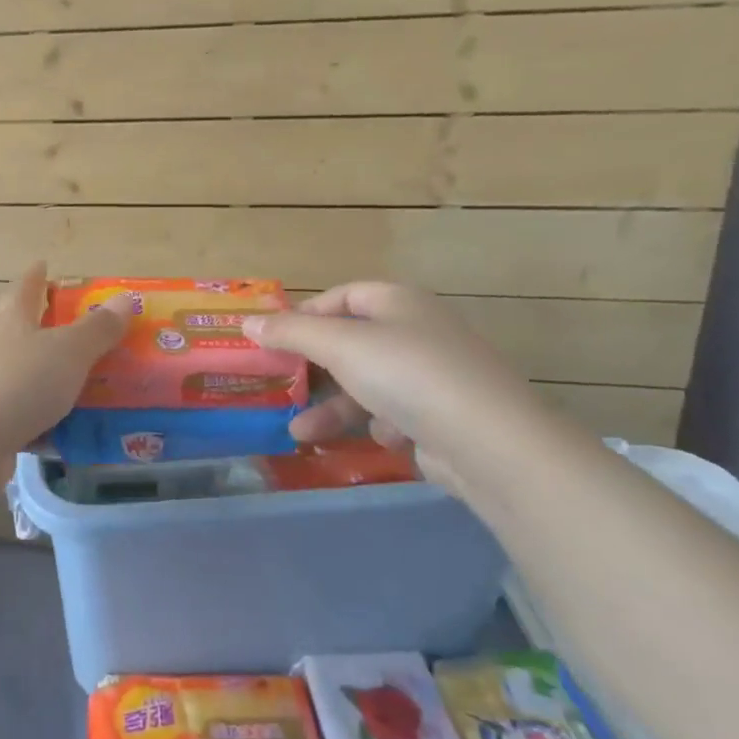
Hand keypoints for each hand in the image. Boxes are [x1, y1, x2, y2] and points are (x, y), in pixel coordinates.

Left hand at [0, 263, 132, 467]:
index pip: (25, 289)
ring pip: (24, 377)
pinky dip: (45, 423)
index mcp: (12, 322)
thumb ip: (99, 329)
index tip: (42, 264)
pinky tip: (68, 437)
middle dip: (47, 331)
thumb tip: (126, 297)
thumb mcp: (68, 352)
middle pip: (20, 332)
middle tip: (81, 333)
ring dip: (50, 381)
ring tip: (88, 391)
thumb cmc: (18, 383)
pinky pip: (23, 418)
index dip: (35, 276)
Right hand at [241, 282, 550, 496]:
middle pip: (352, 343)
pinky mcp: (443, 417)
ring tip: (300, 433)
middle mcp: (418, 332)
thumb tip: (248, 323)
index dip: (306, 313)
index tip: (274, 340)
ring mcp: (433, 376)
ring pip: (368, 384)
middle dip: (314, 369)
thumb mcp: (339, 345)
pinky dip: (377, 425)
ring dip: (333, 408)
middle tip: (282, 385)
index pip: (343, 295)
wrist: (490, 443)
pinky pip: (395, 414)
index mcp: (398, 302)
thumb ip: (291, 332)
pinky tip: (377, 439)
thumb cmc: (407, 374)